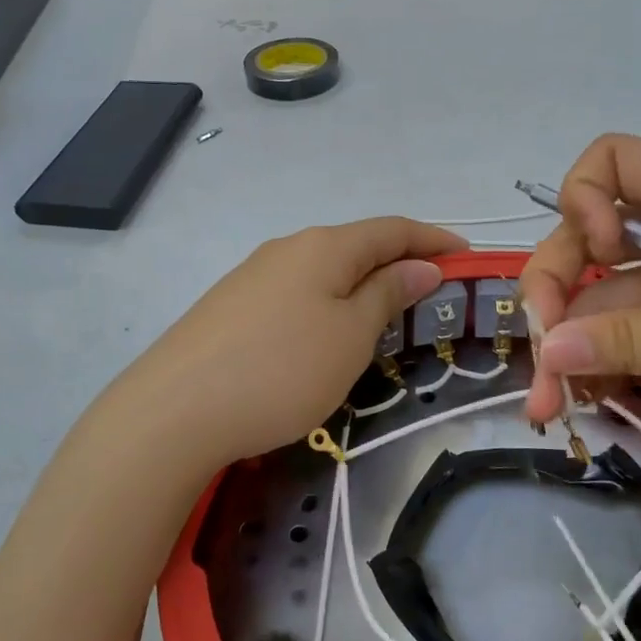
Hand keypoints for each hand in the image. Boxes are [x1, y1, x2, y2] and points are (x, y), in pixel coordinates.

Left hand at [106, 218, 464, 469]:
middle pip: (356, 245)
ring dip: (362, 283)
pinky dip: (328, 302)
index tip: (466, 255)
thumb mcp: (350, 336)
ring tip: (386, 313)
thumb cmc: (281, 370)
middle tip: (432, 291)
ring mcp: (253, 276)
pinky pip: (296, 292)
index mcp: (323, 246)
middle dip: (398, 261)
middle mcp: (287, 249)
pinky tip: (326, 331)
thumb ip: (387, 294)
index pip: (391, 229)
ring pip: (324, 270)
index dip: (433, 239)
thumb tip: (420, 266)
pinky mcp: (231, 307)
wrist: (174, 411)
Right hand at [521, 134, 640, 450]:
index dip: (581, 203)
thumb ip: (634, 341)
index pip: (612, 161)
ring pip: (616, 290)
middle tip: (541, 361)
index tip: (593, 260)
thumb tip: (547, 349)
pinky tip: (595, 398)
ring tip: (554, 406)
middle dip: (559, 292)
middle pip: (595, 236)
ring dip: (579, 342)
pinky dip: (617, 356)